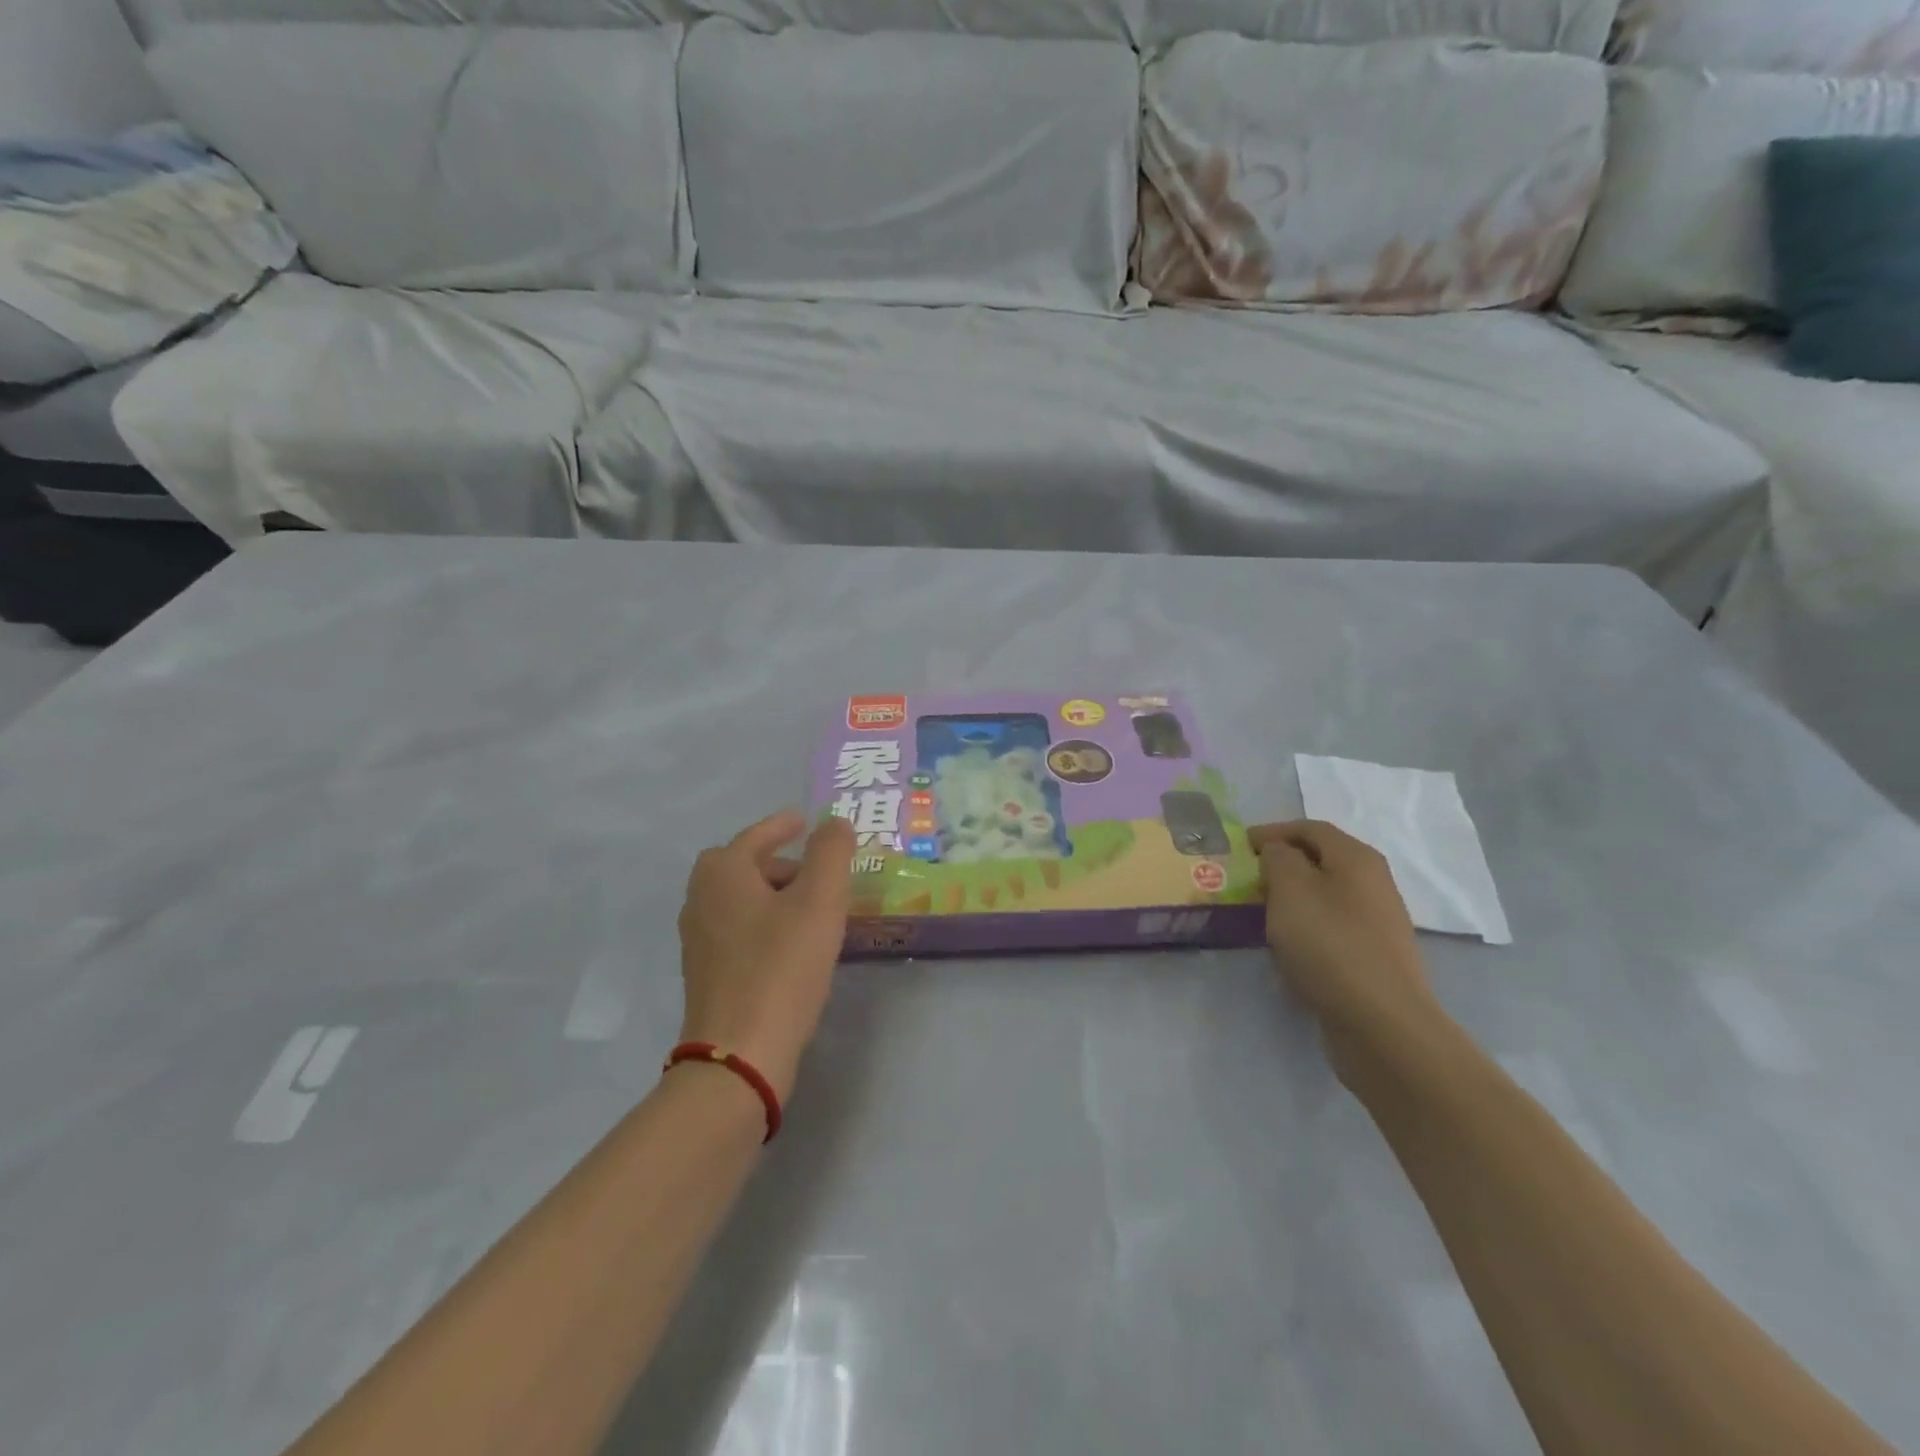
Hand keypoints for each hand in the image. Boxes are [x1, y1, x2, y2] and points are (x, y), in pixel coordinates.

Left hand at [677, 811, 858, 1103]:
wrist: (740, 1053)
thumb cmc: (781, 966)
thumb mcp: (819, 900)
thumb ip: (830, 853)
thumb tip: (834, 823)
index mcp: (722, 873)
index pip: (755, 836)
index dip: (782, 826)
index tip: (804, 821)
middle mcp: (701, 899)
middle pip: (744, 866)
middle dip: (780, 862)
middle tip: (816, 870)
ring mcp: (698, 939)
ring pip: (741, 900)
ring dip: (774, 895)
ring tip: (813, 907)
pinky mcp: (706, 973)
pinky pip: (740, 930)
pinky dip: (765, 923)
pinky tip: (793, 944)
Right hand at [1250, 821, 1441, 1046]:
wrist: (1381, 1021)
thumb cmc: (1329, 944)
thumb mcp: (1290, 889)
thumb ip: (1278, 858)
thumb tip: (1278, 853)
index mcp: (1357, 858)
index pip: (1311, 828)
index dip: (1274, 831)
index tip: (1242, 845)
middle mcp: (1374, 882)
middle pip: (1322, 858)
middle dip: (1283, 862)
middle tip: (1249, 876)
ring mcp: (1378, 921)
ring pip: (1327, 893)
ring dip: (1294, 894)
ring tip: (1263, 908)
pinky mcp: (1374, 955)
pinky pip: (1333, 924)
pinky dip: (1307, 922)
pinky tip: (1290, 942)